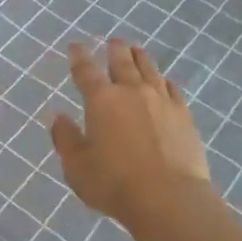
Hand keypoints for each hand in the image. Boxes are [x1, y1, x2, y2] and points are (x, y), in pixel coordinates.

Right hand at [50, 39, 211, 225]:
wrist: (169, 198)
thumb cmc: (115, 183)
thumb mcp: (77, 167)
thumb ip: (65, 139)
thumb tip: (58, 117)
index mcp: (101, 100)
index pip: (86, 71)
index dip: (79, 56)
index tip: (75, 46)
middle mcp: (131, 92)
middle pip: (122, 62)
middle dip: (115, 50)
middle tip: (113, 41)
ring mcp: (161, 101)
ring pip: (149, 70)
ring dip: (140, 58)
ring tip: (136, 50)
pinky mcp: (183, 115)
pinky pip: (172, 89)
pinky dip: (164, 81)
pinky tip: (165, 81)